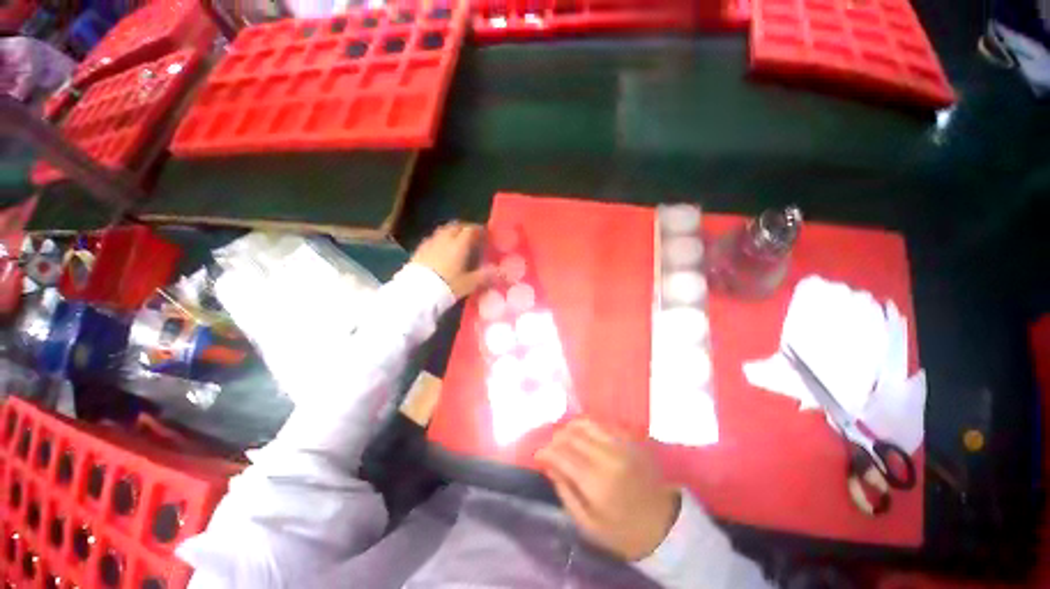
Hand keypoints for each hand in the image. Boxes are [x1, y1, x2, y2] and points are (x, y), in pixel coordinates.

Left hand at [411, 221, 492, 298]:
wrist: (417, 291)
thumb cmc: (447, 285)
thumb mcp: (469, 283)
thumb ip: (485, 276)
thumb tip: (500, 271)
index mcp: (460, 244)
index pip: (471, 229)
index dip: (479, 230)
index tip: (485, 234)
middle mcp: (445, 239)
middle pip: (456, 226)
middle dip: (465, 228)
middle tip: (472, 236)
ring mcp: (430, 242)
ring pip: (443, 230)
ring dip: (452, 231)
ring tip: (457, 240)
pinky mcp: (419, 249)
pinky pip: (433, 238)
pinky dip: (440, 239)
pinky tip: (441, 249)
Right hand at [535, 419, 680, 561]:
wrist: (664, 525)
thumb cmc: (623, 532)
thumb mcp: (588, 525)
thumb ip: (566, 492)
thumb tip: (549, 465)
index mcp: (596, 483)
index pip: (562, 455)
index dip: (545, 452)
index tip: (537, 455)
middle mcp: (607, 457)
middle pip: (572, 436)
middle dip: (555, 439)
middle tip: (550, 449)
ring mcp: (620, 445)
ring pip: (586, 423)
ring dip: (569, 428)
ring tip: (564, 438)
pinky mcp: (629, 439)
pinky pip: (602, 423)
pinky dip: (587, 425)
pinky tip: (582, 434)